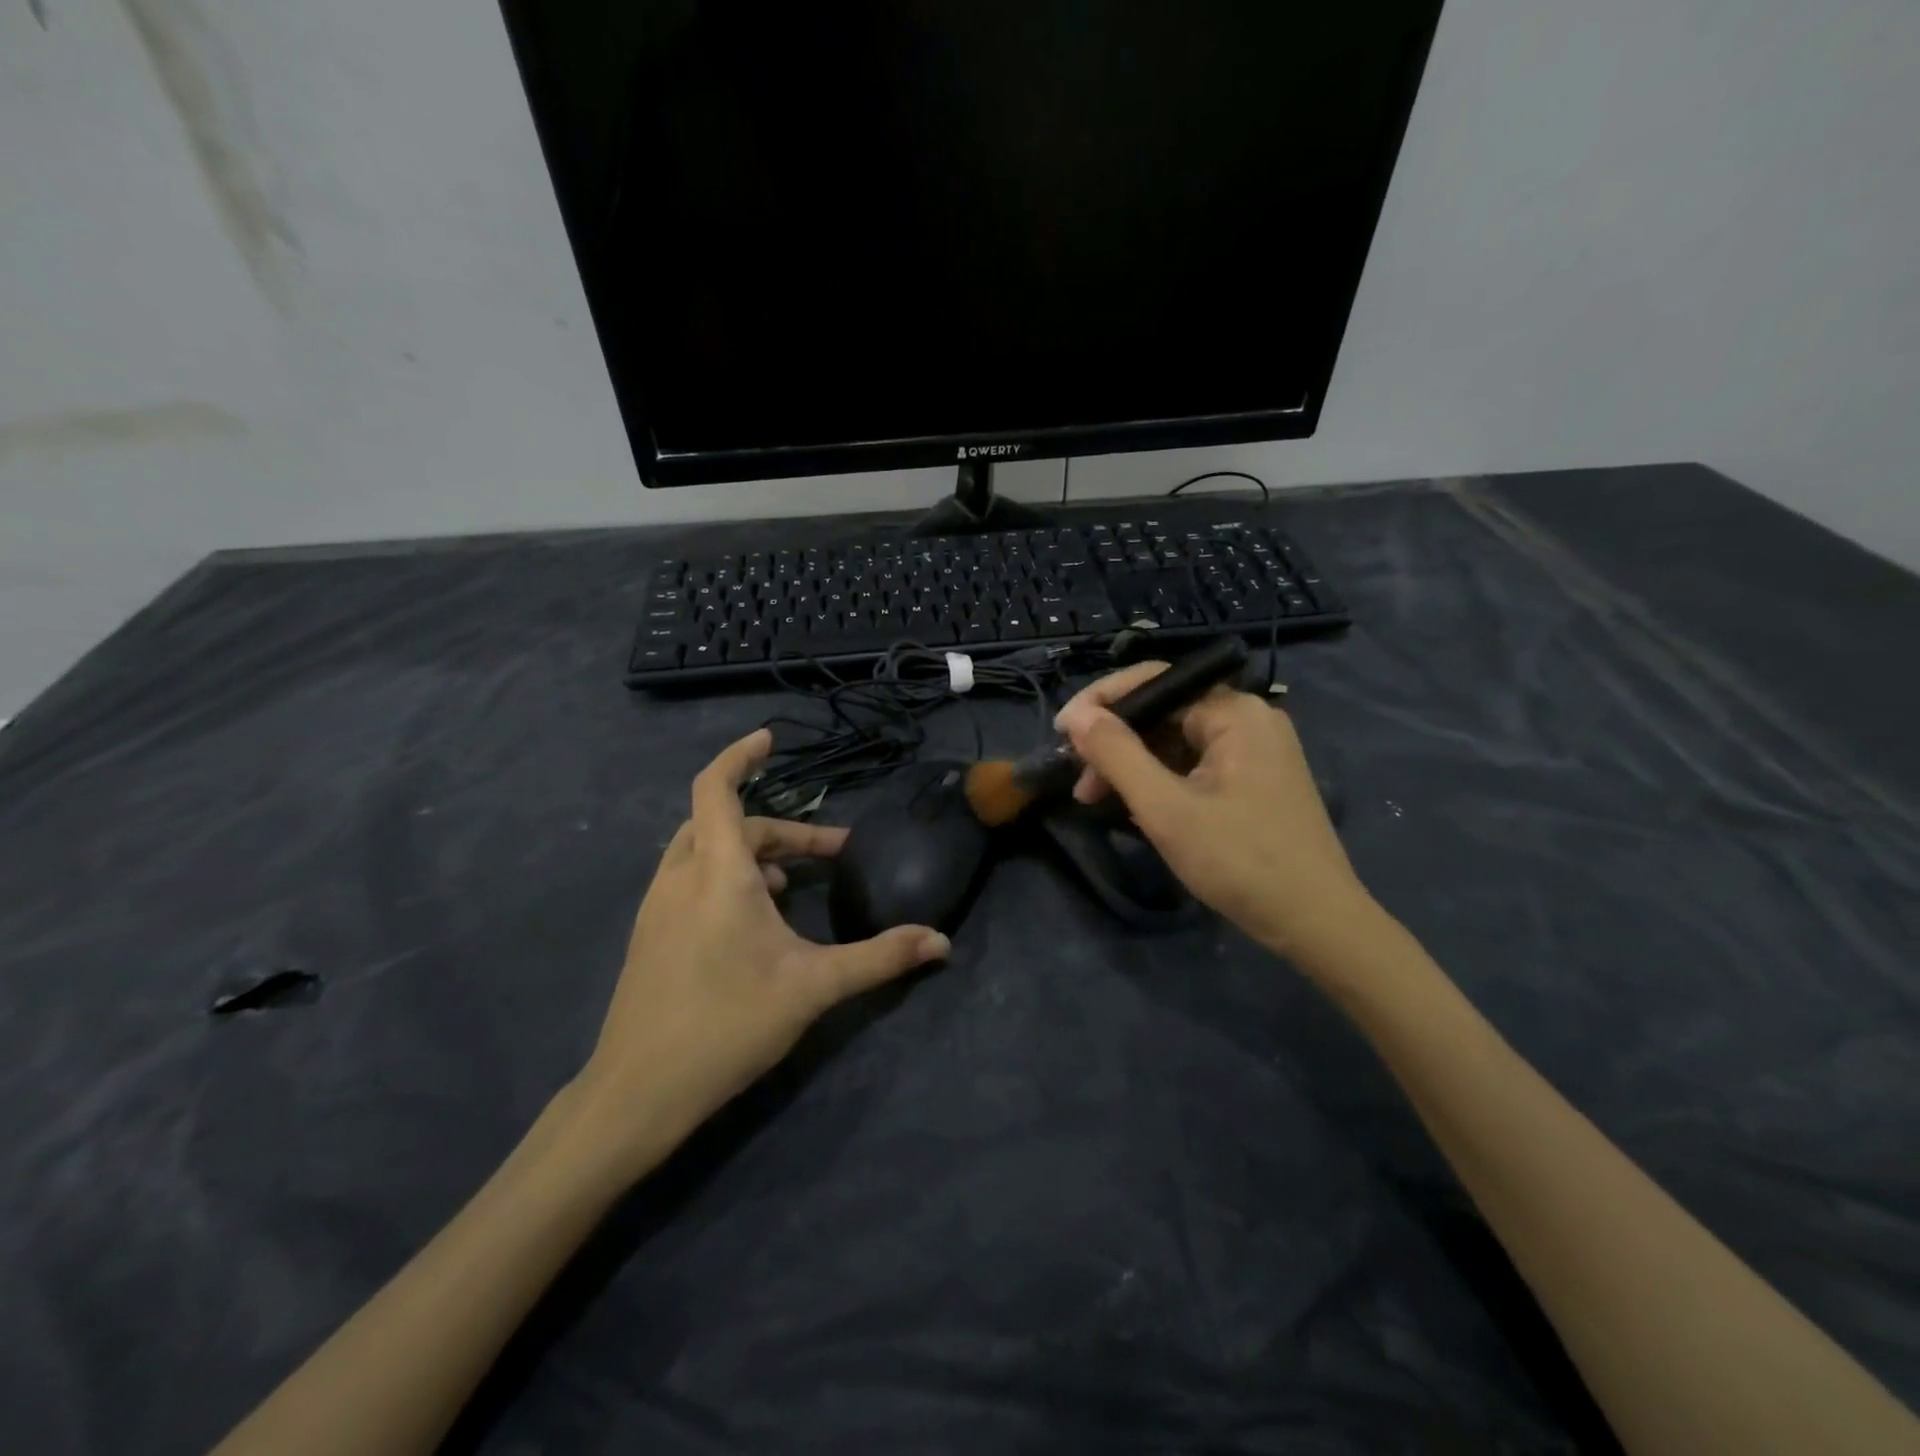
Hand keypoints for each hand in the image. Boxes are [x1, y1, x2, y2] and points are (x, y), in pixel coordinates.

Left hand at [572, 729, 949, 1173]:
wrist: (638, 1092)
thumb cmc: (728, 1025)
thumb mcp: (814, 987)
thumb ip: (880, 958)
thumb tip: (942, 942)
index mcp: (718, 873)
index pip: (717, 788)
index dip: (739, 756)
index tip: (768, 740)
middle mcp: (681, 876)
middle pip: (726, 823)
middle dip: (779, 829)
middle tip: (827, 853)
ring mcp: (657, 905)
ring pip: (703, 850)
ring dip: (750, 851)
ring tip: (790, 884)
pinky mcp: (649, 933)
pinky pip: (689, 878)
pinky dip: (725, 875)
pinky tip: (753, 919)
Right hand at [1055, 664, 1368, 959]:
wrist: (1316, 922)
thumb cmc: (1238, 860)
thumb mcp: (1164, 807)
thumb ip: (1116, 754)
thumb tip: (1076, 714)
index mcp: (1234, 711)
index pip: (1154, 681)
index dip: (1101, 701)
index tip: (1062, 734)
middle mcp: (1249, 718)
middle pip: (1164, 712)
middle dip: (1116, 743)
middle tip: (1080, 783)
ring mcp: (1257, 750)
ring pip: (1177, 741)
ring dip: (1134, 765)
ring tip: (1098, 800)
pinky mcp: (1257, 779)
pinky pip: (1196, 763)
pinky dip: (1162, 780)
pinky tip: (1137, 807)